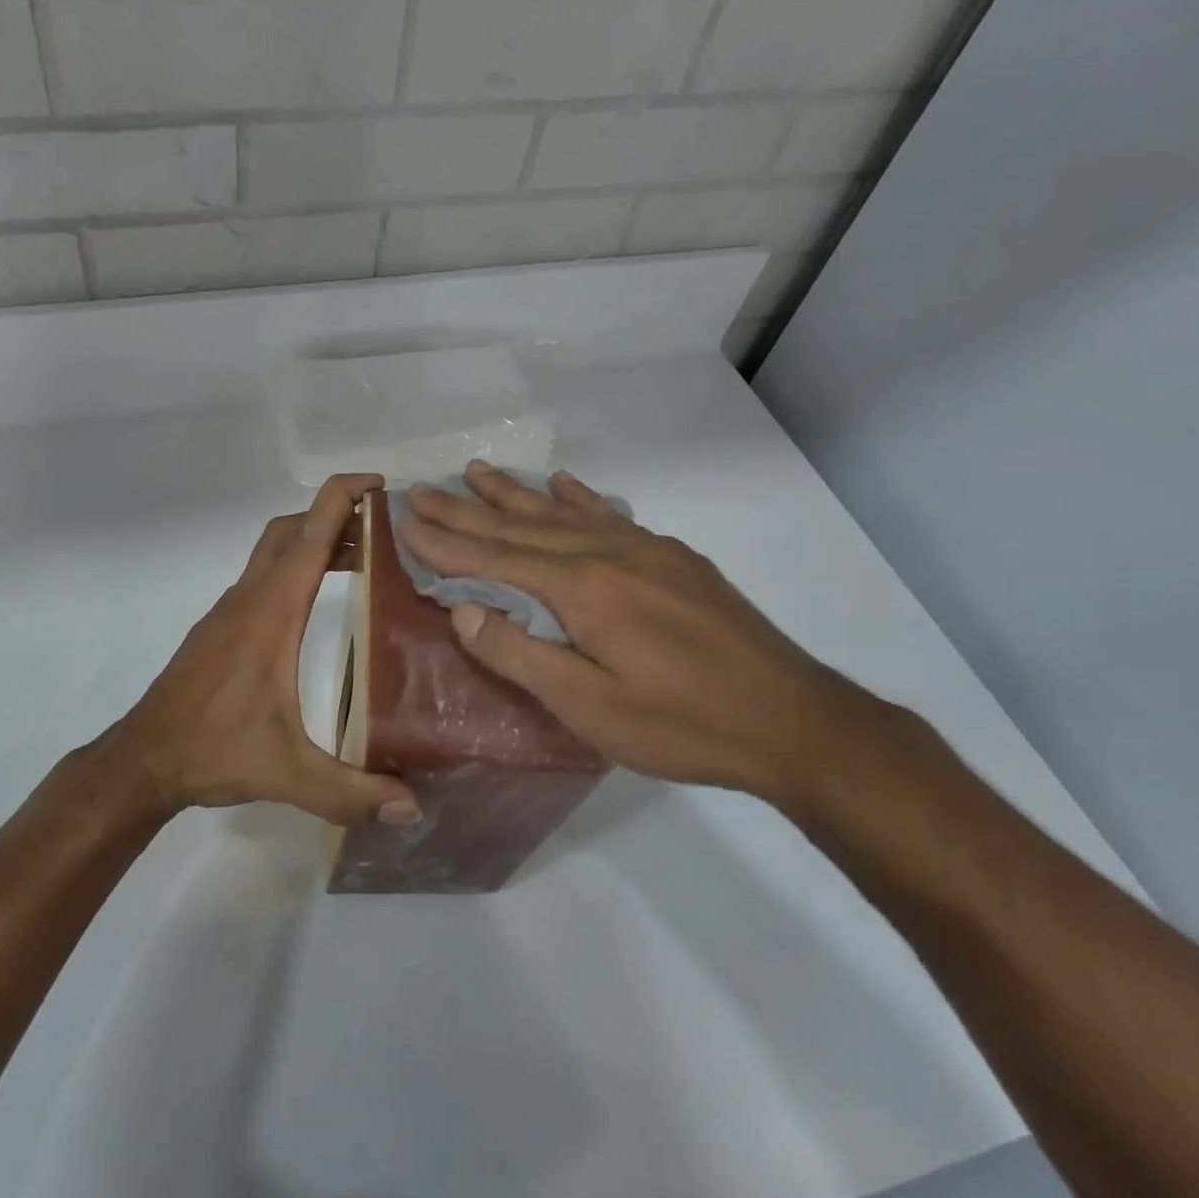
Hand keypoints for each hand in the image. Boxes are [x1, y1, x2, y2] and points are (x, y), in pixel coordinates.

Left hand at [91, 474, 421, 828]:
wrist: (144, 758)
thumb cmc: (212, 751)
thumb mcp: (287, 773)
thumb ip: (350, 790)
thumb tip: (412, 807)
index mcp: (270, 614)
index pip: (309, 536)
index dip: (343, 498)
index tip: (379, 484)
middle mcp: (249, 600)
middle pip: (291, 530)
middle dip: (334, 515)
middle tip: (382, 528)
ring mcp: (229, 611)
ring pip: (273, 551)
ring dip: (313, 541)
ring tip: (362, 558)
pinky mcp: (220, 627)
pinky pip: (261, 577)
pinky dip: (293, 567)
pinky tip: (314, 601)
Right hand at [398, 461, 900, 813]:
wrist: (793, 721)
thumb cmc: (682, 725)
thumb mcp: (589, 708)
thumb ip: (520, 654)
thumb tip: (462, 609)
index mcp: (583, 590)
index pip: (495, 558)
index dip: (446, 542)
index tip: (405, 521)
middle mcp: (610, 554)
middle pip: (522, 527)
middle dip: (467, 510)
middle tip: (423, 490)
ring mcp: (647, 550)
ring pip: (564, 513)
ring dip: (516, 494)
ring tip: (476, 471)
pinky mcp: (674, 559)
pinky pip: (612, 516)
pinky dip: (580, 498)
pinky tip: (565, 484)